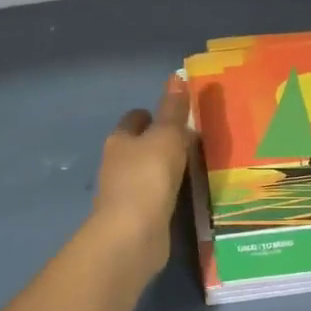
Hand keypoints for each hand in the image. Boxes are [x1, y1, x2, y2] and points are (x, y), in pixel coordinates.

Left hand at [90, 75, 192, 270]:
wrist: (132, 235)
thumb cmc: (148, 177)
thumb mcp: (167, 136)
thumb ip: (173, 110)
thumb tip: (176, 76)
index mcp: (120, 140)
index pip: (135, 119)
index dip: (153, 115)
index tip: (177, 117)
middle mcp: (116, 164)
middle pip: (139, 146)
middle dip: (159, 142)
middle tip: (191, 141)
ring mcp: (124, 193)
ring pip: (146, 172)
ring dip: (164, 170)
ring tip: (193, 167)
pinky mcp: (136, 218)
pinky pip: (154, 198)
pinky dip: (166, 194)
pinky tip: (184, 196)